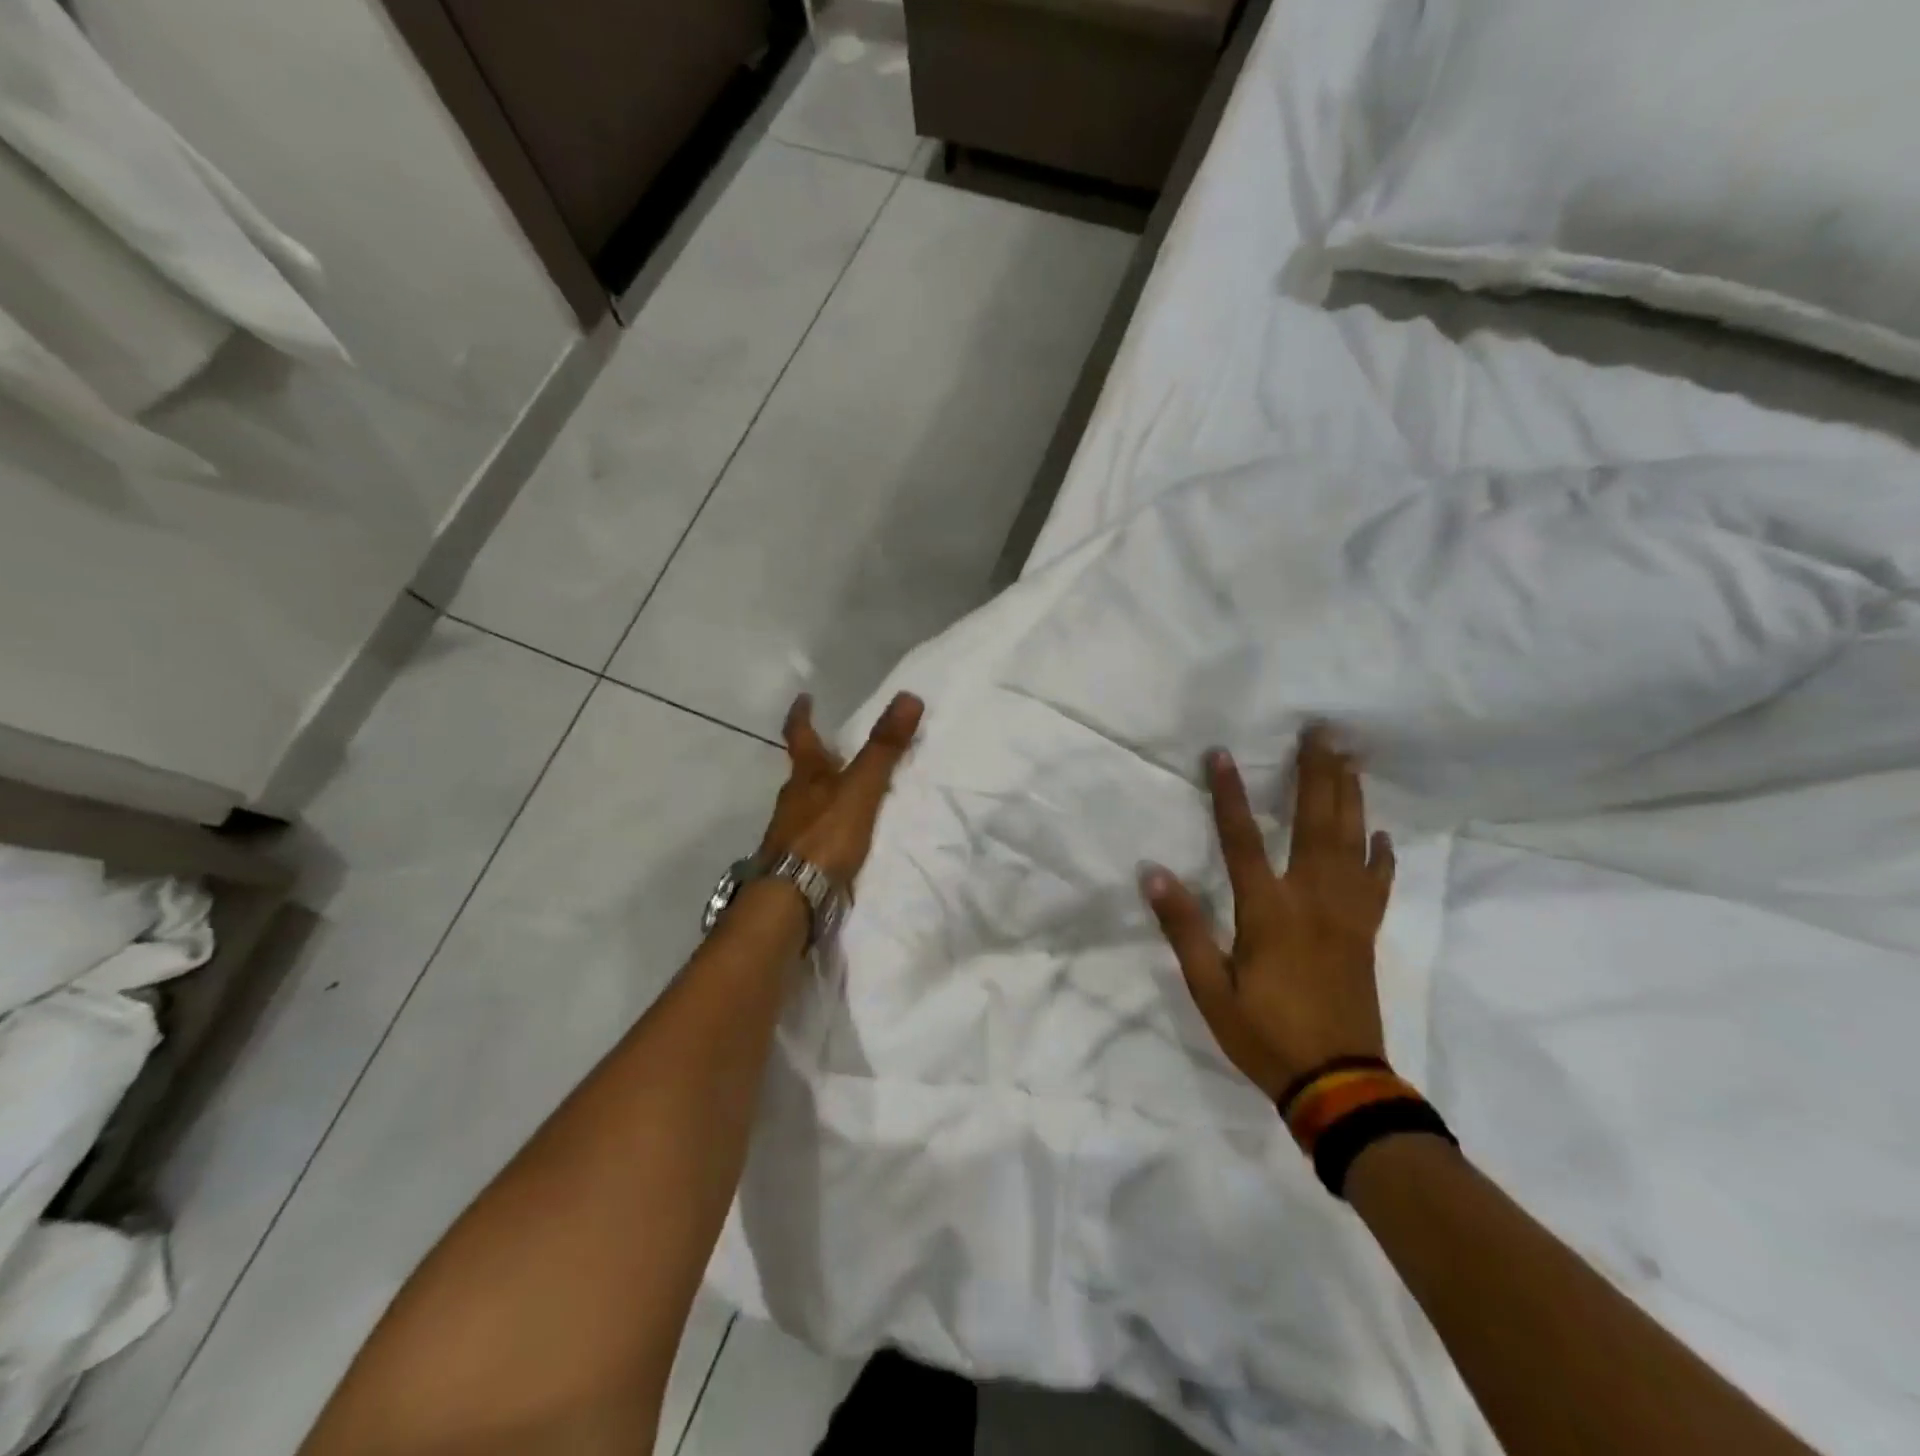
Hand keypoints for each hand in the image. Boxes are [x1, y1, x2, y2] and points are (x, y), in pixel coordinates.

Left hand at [760, 692, 924, 887]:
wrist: (792, 897)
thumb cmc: (824, 835)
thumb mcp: (861, 788)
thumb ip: (884, 748)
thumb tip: (908, 696)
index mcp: (805, 776)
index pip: (800, 735)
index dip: (801, 714)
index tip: (804, 697)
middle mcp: (792, 800)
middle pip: (803, 773)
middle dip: (818, 759)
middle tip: (836, 749)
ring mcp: (790, 833)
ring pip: (807, 805)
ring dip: (823, 797)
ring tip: (846, 796)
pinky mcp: (796, 861)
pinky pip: (814, 836)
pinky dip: (827, 830)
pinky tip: (841, 840)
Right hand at [1141, 730, 1395, 1100]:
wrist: (1338, 1083)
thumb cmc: (1264, 1035)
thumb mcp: (1209, 989)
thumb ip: (1183, 928)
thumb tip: (1151, 873)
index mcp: (1269, 911)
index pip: (1243, 839)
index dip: (1229, 795)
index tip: (1220, 754)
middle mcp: (1312, 899)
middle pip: (1316, 823)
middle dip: (1316, 773)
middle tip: (1323, 730)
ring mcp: (1347, 914)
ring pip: (1351, 842)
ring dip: (1350, 796)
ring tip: (1350, 757)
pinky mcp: (1366, 932)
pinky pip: (1377, 883)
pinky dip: (1380, 854)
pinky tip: (1381, 833)